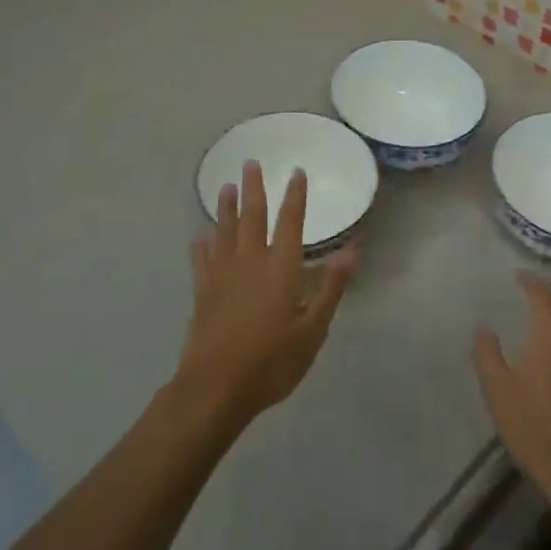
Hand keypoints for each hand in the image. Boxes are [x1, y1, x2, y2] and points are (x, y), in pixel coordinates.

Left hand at [177, 160, 354, 427]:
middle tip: (250, 162)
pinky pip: (201, 260)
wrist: (216, 387)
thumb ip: (330, 288)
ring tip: (225, 186)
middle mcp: (250, 262)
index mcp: (281, 268)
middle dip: (254, 188)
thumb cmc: (272, 361)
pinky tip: (199, 236)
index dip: (295, 196)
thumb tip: (351, 251)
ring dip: (226, 207)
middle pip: (252, 217)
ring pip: (224, 231)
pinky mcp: (202, 292)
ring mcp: (222, 275)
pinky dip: (201, 245)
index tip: (296, 172)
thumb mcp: (313, 329)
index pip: (290, 222)